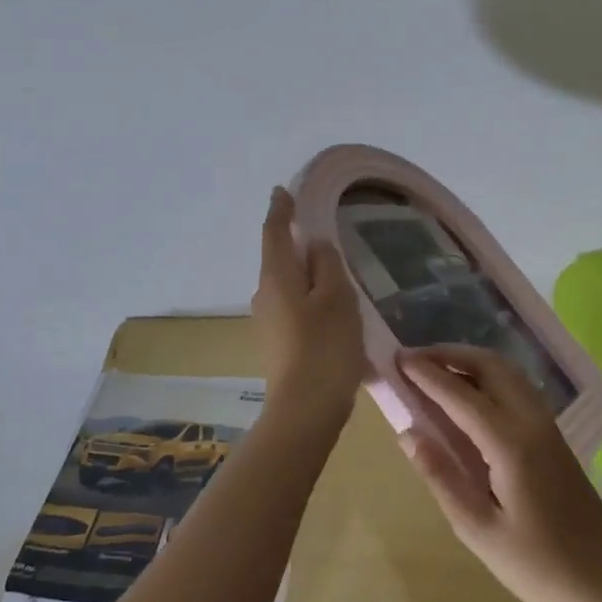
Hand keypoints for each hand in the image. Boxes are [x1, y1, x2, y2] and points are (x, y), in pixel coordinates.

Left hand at [252, 187, 365, 426]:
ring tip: (333, 272)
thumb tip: (314, 245)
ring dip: (304, 273)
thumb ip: (327, 264)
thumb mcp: (336, 297)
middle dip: (294, 242)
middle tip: (321, 231)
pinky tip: (329, 308)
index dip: (280, 210)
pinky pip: (292, 306)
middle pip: (278, 258)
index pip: (274, 232)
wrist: (305, 409)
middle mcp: (264, 294)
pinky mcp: (276, 343)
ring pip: (286, 284)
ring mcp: (267, 321)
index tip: (284, 191)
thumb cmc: (325, 345)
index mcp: (276, 276)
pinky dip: (307, 297)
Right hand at [399, 344, 601, 601]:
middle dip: (449, 354)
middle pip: (489, 366)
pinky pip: (517, 388)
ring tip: (435, 369)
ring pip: (507, 372)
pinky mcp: (554, 436)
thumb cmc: (538, 566)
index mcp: (511, 444)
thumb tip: (408, 433)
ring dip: (469, 361)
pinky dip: (487, 376)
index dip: (427, 374)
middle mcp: (532, 422)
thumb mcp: (478, 530)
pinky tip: (468, 395)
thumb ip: (442, 476)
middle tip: (413, 359)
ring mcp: (548, 425)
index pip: (460, 395)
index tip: (397, 359)